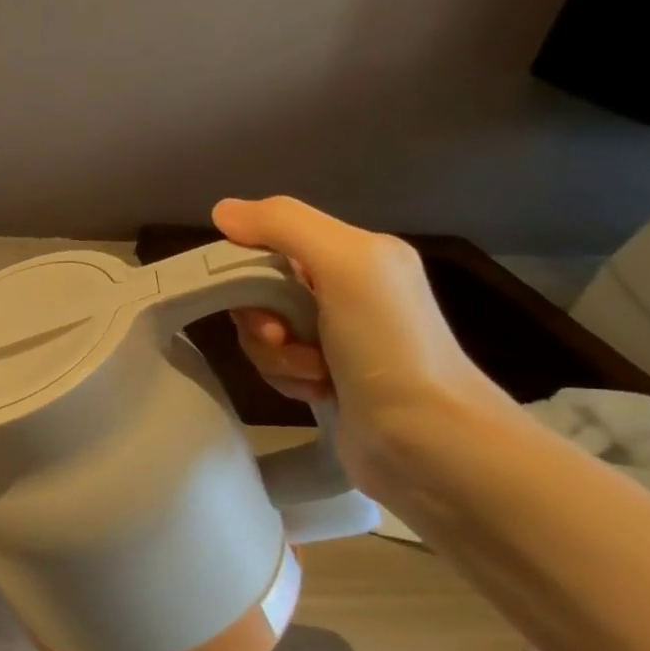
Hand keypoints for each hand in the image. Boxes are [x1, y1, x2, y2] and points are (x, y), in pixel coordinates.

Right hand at [211, 196, 509, 489]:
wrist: (427, 439)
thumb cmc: (388, 344)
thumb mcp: (344, 264)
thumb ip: (283, 225)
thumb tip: (221, 210)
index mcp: (356, 255)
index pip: (270, 244)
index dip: (248, 268)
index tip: (254, 296)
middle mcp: (346, 290)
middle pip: (260, 291)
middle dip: (261, 319)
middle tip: (283, 337)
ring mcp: (336, 337)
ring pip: (262, 332)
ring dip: (275, 355)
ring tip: (313, 373)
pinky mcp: (326, 377)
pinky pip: (275, 364)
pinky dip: (286, 378)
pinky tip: (317, 391)